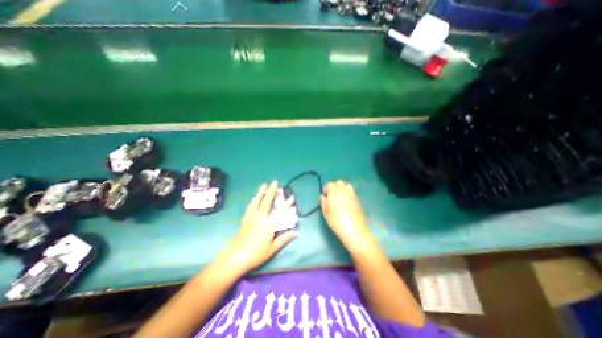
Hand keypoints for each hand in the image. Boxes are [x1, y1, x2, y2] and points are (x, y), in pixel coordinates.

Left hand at [220, 181, 296, 272]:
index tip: (291, 197)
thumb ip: (283, 239)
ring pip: (257, 202)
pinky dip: (253, 200)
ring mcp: (251, 217)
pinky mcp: (245, 219)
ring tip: (264, 184)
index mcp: (268, 225)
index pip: (279, 212)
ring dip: (261, 192)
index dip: (286, 204)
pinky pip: (250, 206)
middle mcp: (260, 218)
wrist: (236, 257)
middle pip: (266, 202)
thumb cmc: (256, 254)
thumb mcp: (272, 249)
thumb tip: (295, 232)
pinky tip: (255, 197)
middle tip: (274, 182)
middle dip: (271, 191)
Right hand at [316, 181, 373, 251]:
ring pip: (347, 185)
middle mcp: (344, 190)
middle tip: (332, 196)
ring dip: (342, 189)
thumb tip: (322, 197)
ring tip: (340, 198)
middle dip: (335, 187)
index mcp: (334, 192)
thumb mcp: (326, 213)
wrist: (354, 230)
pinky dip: (348, 194)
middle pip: (339, 182)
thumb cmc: (336, 221)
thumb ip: (323, 202)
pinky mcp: (358, 200)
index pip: (330, 184)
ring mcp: (352, 194)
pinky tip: (346, 203)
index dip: (326, 189)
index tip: (325, 196)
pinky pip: (352, 192)